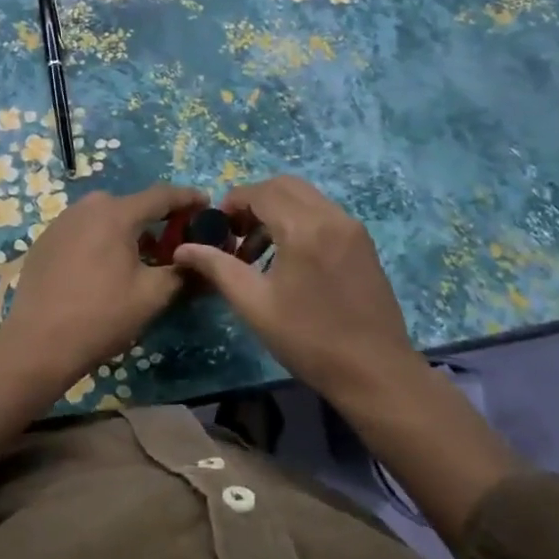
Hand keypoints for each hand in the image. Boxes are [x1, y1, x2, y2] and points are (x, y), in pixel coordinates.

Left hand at [0, 182, 205, 440]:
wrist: (38, 343)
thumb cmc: (102, 316)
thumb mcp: (152, 296)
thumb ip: (182, 272)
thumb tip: (202, 262)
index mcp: (116, 213)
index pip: (162, 195)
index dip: (188, 199)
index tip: (206, 205)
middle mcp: (87, 206)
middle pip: (132, 205)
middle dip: (156, 220)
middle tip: (174, 244)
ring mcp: (62, 221)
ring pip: (106, 217)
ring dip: (127, 231)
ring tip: (140, 259)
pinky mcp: (45, 240)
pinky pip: (84, 230)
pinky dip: (101, 240)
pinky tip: (104, 269)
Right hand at [175, 174, 518, 546]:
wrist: (375, 372)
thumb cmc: (309, 340)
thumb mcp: (254, 304)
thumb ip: (217, 267)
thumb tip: (183, 249)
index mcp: (304, 228)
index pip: (260, 192)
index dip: (232, 203)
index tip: (217, 229)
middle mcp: (331, 216)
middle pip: (284, 186)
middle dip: (254, 202)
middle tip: (236, 235)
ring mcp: (352, 228)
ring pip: (306, 197)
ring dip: (276, 211)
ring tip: (257, 253)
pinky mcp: (363, 243)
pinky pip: (323, 214)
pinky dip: (299, 221)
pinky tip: (288, 260)